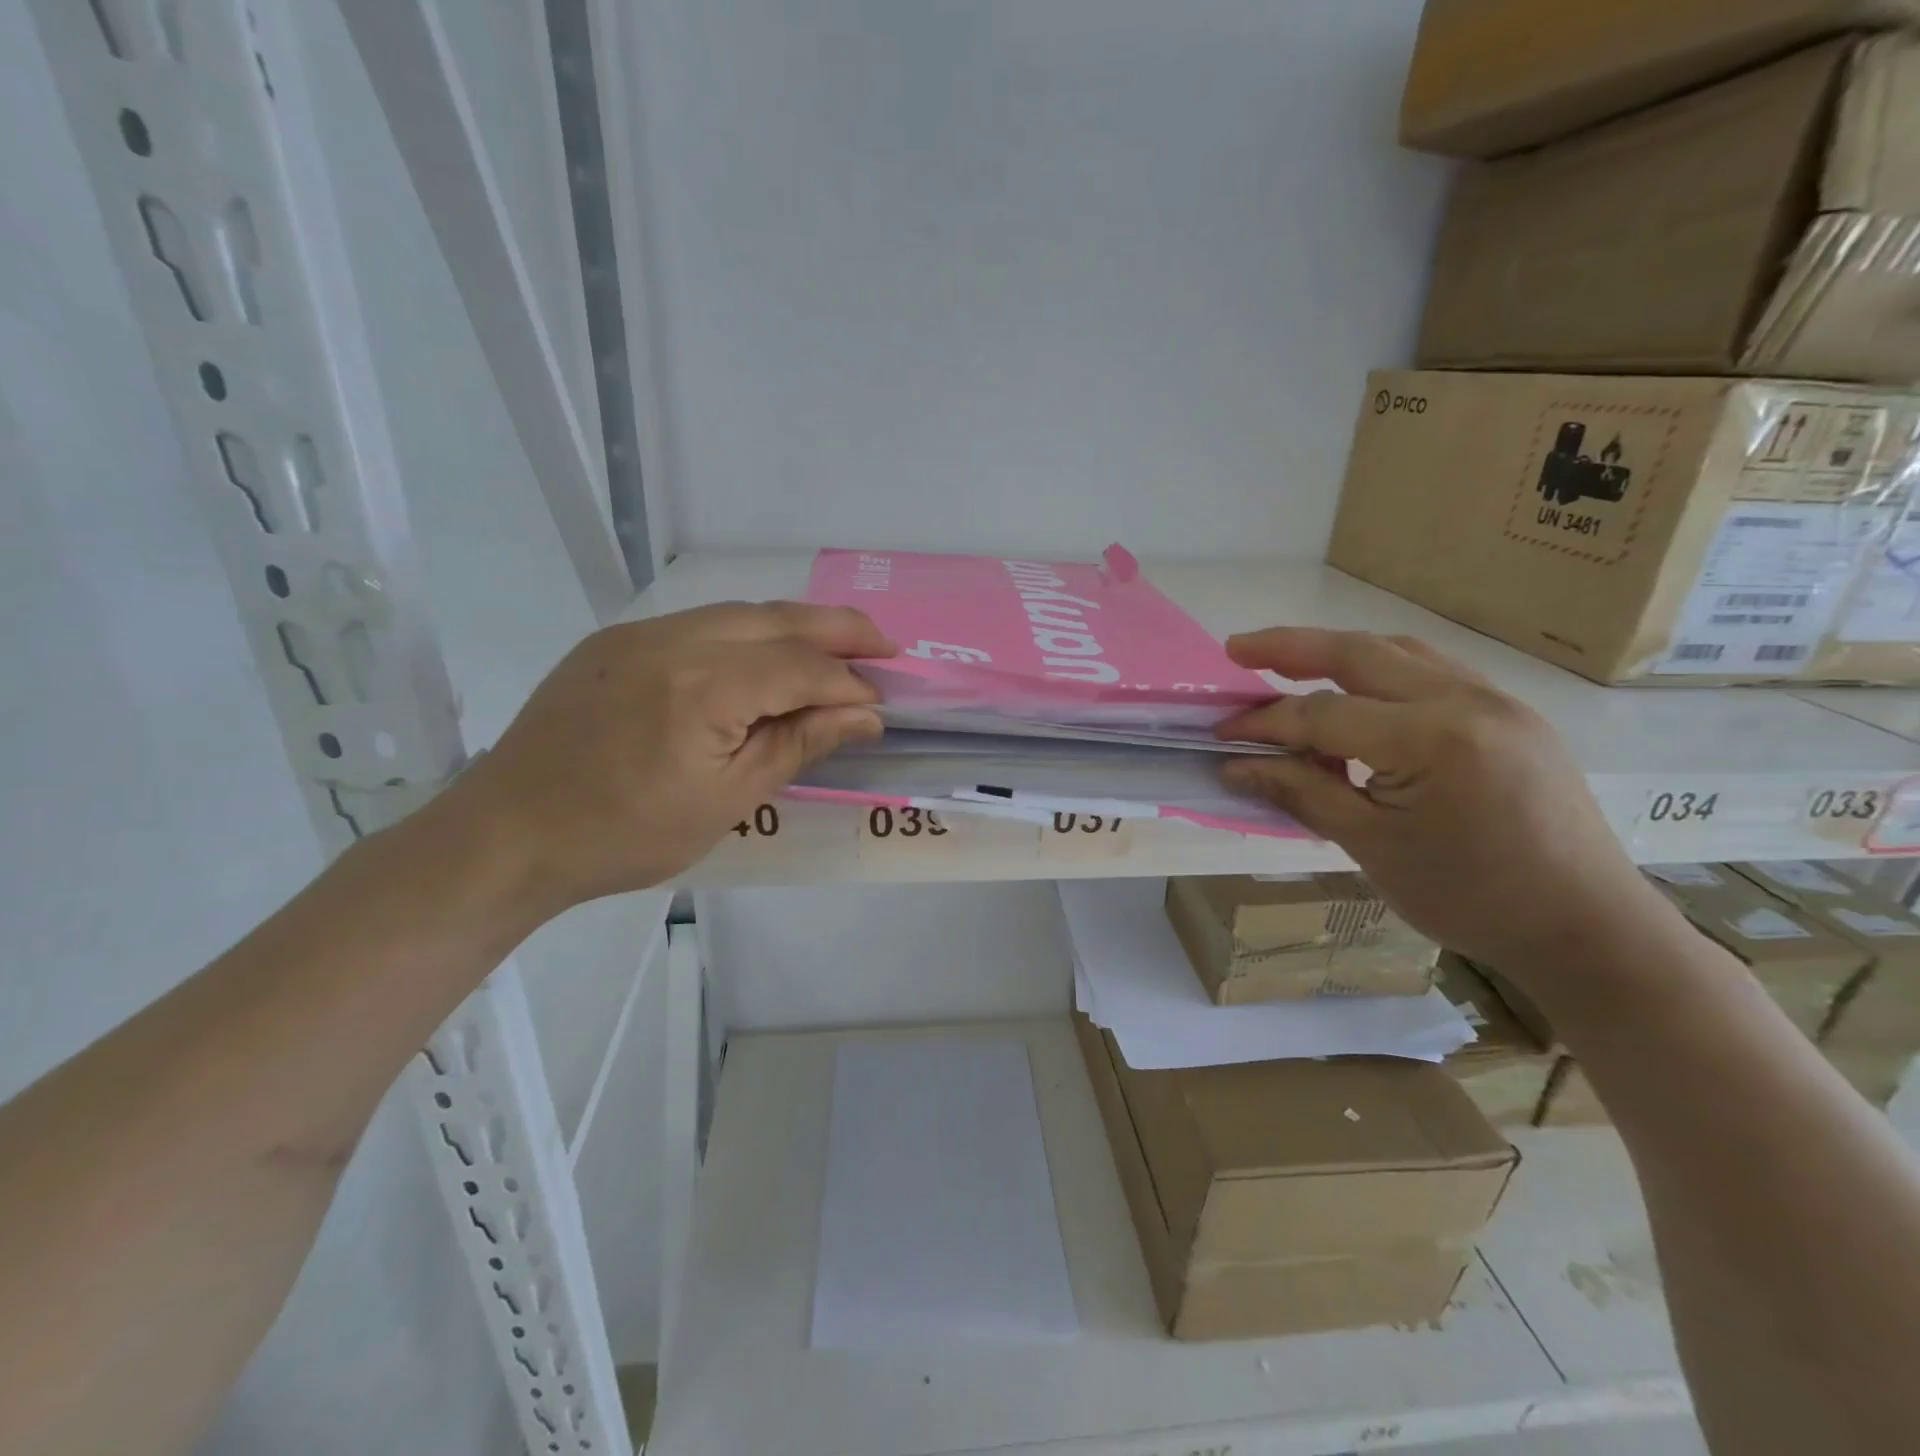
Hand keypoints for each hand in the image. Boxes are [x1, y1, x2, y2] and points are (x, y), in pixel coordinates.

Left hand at [445, 601, 893, 909]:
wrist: (509, 834)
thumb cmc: (625, 835)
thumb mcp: (727, 801)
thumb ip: (798, 744)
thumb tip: (864, 715)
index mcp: (703, 688)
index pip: (800, 668)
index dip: (848, 684)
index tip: (881, 705)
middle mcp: (673, 640)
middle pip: (777, 618)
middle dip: (839, 628)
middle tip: (885, 645)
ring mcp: (639, 634)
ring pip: (739, 612)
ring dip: (794, 625)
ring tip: (837, 644)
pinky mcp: (616, 641)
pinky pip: (700, 623)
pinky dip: (747, 633)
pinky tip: (764, 656)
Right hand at [1215, 629, 1672, 973]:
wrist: (1584, 925)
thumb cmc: (1469, 896)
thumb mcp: (1370, 846)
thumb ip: (1300, 791)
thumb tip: (1236, 765)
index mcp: (1431, 740)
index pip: (1323, 715)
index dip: (1264, 723)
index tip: (1221, 734)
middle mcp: (1466, 701)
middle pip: (1359, 653)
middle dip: (1290, 647)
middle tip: (1237, 648)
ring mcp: (1496, 700)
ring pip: (1398, 652)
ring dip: (1337, 652)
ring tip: (1288, 662)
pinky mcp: (1510, 713)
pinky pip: (1431, 671)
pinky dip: (1381, 670)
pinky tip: (1358, 692)